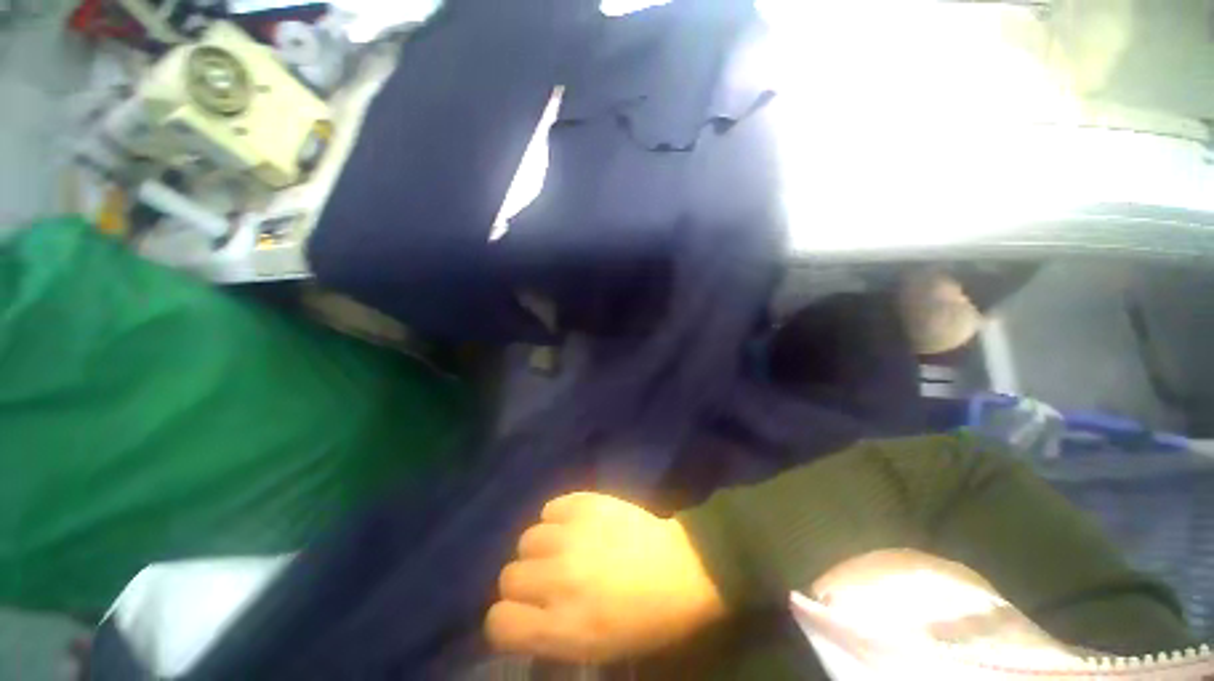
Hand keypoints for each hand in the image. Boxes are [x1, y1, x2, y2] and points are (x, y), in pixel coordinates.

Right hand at [485, 492, 725, 662]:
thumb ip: (548, 634)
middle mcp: (560, 578)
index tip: (522, 615)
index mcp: (563, 627)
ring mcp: (573, 535)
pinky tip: (574, 525)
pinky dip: (557, 517)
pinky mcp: (588, 503)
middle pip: (509, 575)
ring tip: (564, 550)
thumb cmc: (644, 620)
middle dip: (524, 582)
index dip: (507, 619)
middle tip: (549, 581)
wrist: (681, 568)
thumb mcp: (593, 647)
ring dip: (541, 548)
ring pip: (527, 539)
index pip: (498, 622)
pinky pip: (551, 507)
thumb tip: (520, 615)